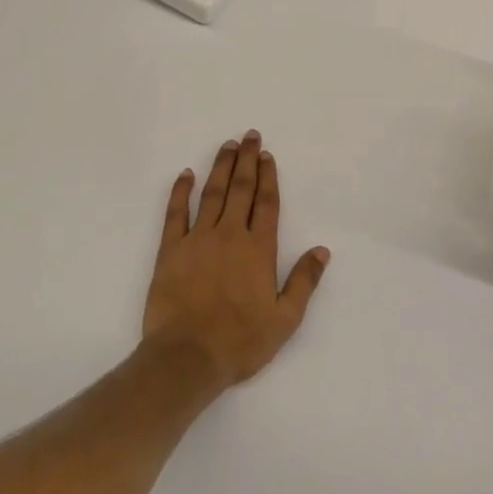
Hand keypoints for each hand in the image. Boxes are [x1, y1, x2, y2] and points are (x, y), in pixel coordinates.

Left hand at [143, 131, 330, 389]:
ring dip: (220, 167)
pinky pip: (175, 212)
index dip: (268, 177)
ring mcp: (197, 239)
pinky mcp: (170, 250)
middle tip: (249, 136)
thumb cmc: (241, 341)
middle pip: (240, 189)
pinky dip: (180, 191)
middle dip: (247, 161)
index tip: (267, 156)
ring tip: (227, 146)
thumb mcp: (285, 319)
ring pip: (211, 193)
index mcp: (259, 250)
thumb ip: (304, 281)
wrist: (187, 357)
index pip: (266, 203)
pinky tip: (185, 174)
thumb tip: (322, 250)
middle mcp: (230, 235)